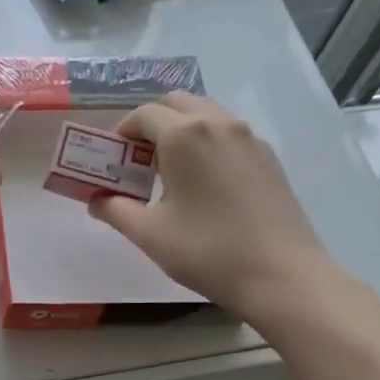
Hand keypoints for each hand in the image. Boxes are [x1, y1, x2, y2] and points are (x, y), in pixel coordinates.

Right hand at [88, 92, 336, 317]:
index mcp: (185, 135)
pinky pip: (227, 133)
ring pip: (205, 114)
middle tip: (137, 160)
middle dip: (150, 123)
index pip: (142, 114)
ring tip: (168, 171)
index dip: (121, 133)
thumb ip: (114, 210)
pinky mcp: (268, 157)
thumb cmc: (208, 251)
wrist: (283, 276)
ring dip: (180, 129)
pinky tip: (202, 182)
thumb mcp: (149, 234)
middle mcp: (218, 123)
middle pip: (175, 103)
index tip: (111, 160)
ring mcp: (248, 138)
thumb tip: (96, 200)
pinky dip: (206, 141)